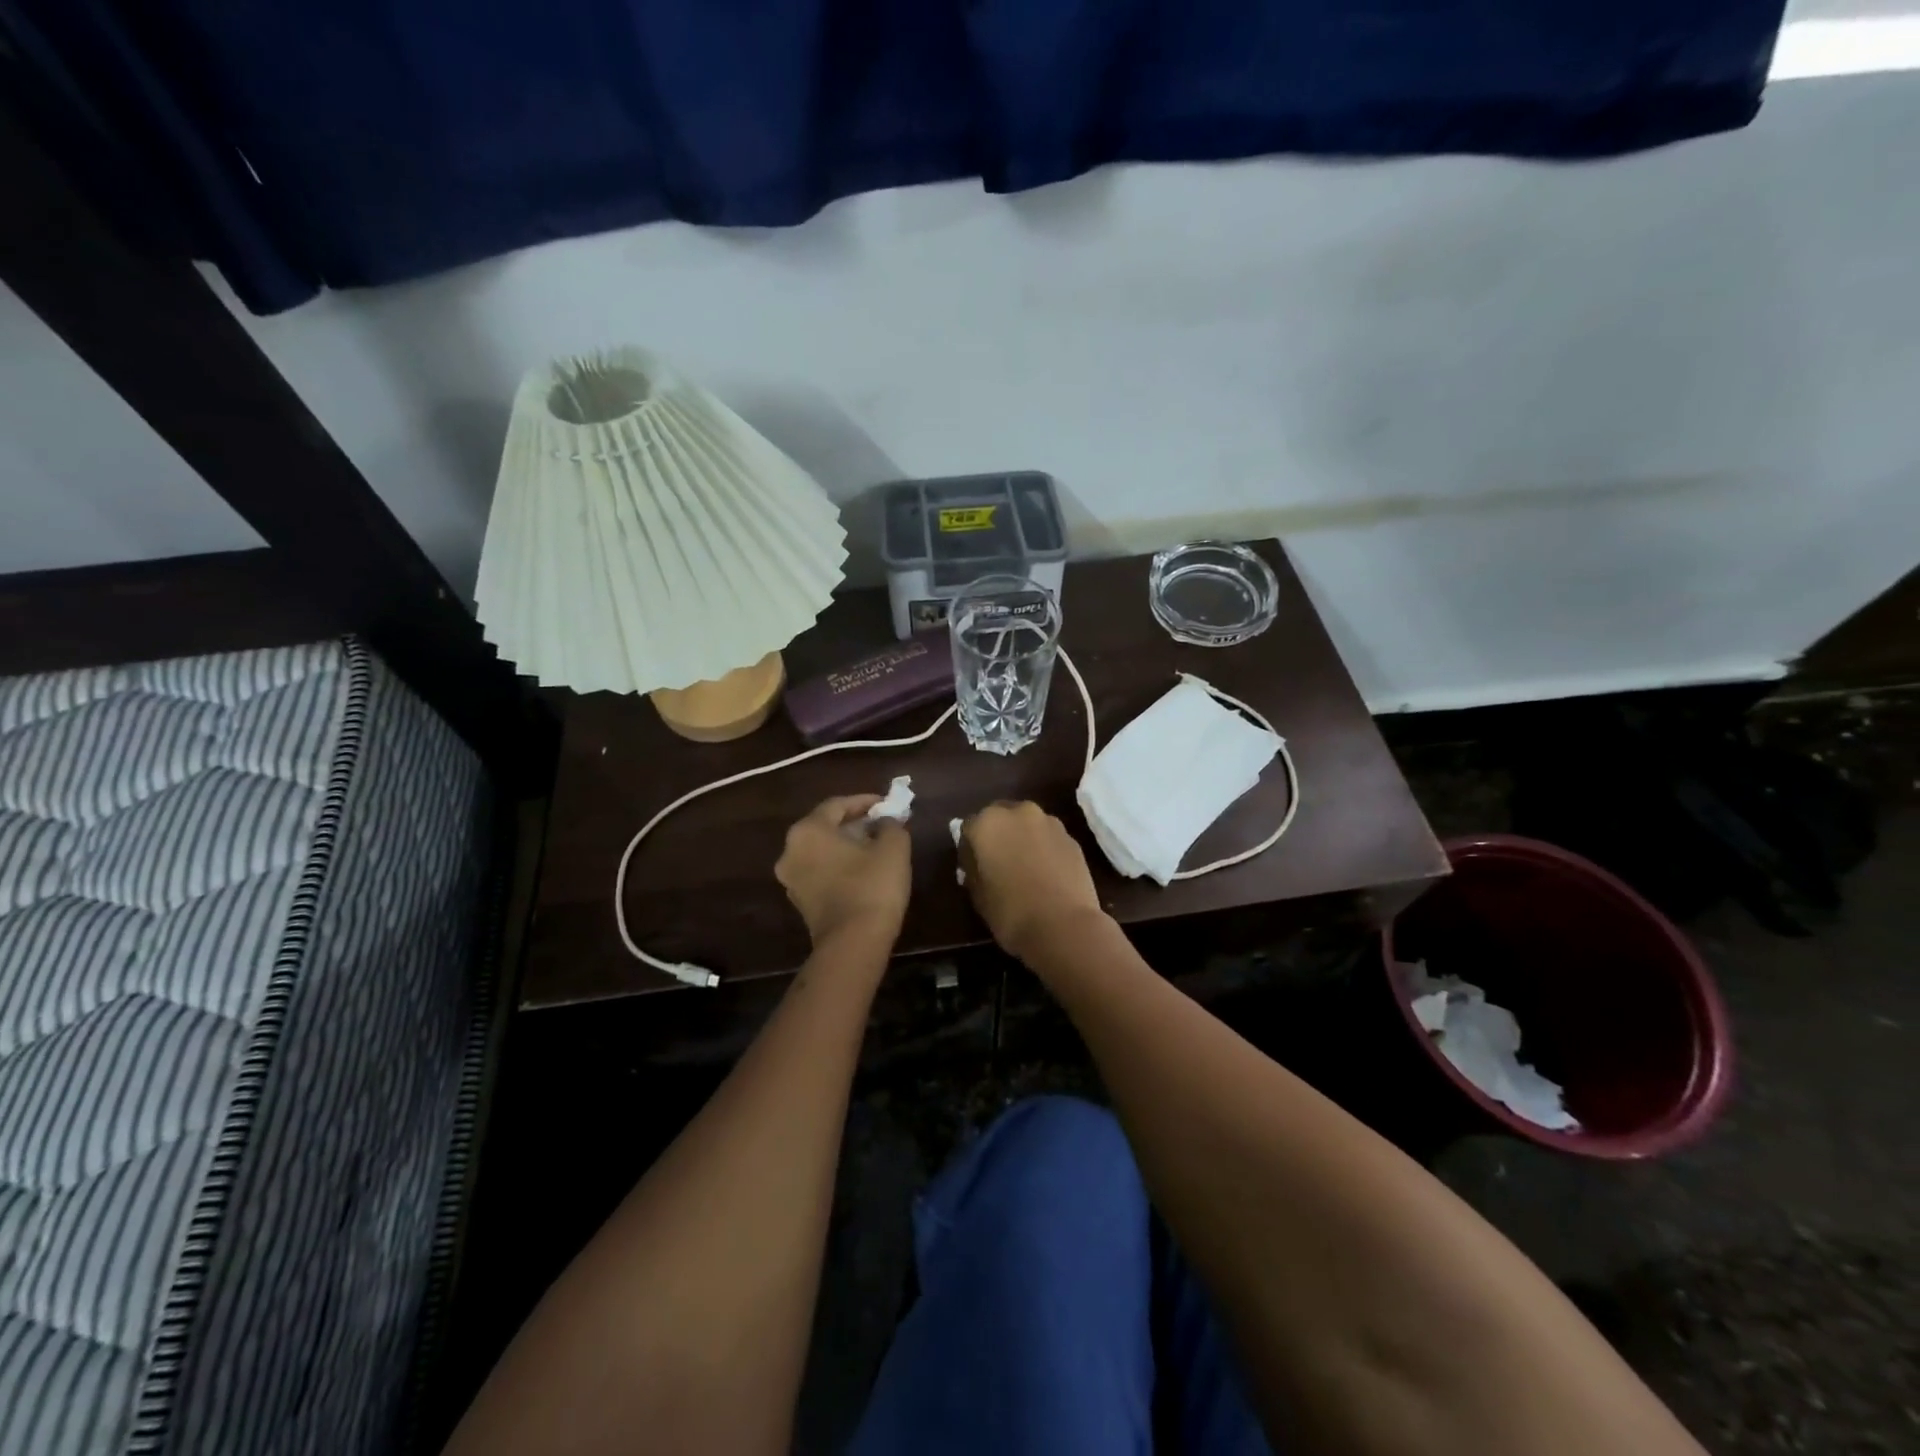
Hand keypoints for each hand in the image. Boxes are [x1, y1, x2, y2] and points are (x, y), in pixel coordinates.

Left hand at [776, 794, 911, 948]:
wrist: (853, 944)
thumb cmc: (872, 886)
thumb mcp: (893, 847)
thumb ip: (891, 825)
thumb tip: (886, 821)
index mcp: (808, 831)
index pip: (837, 805)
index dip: (865, 802)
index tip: (887, 804)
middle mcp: (790, 851)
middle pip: (825, 827)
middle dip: (854, 823)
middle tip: (881, 824)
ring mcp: (791, 879)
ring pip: (821, 851)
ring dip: (846, 845)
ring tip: (875, 847)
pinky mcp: (800, 902)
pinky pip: (820, 872)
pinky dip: (839, 866)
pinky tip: (862, 871)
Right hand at [960, 801, 1108, 960]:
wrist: (1064, 926)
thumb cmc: (1011, 912)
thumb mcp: (978, 896)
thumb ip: (974, 870)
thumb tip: (978, 864)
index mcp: (987, 823)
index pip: (969, 828)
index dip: (969, 849)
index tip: (973, 869)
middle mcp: (1018, 812)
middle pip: (1001, 818)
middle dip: (998, 836)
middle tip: (999, 864)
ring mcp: (1049, 822)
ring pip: (1028, 825)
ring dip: (1023, 839)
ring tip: (1026, 869)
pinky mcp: (1072, 838)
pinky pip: (1049, 839)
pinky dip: (1045, 850)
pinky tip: (1047, 874)